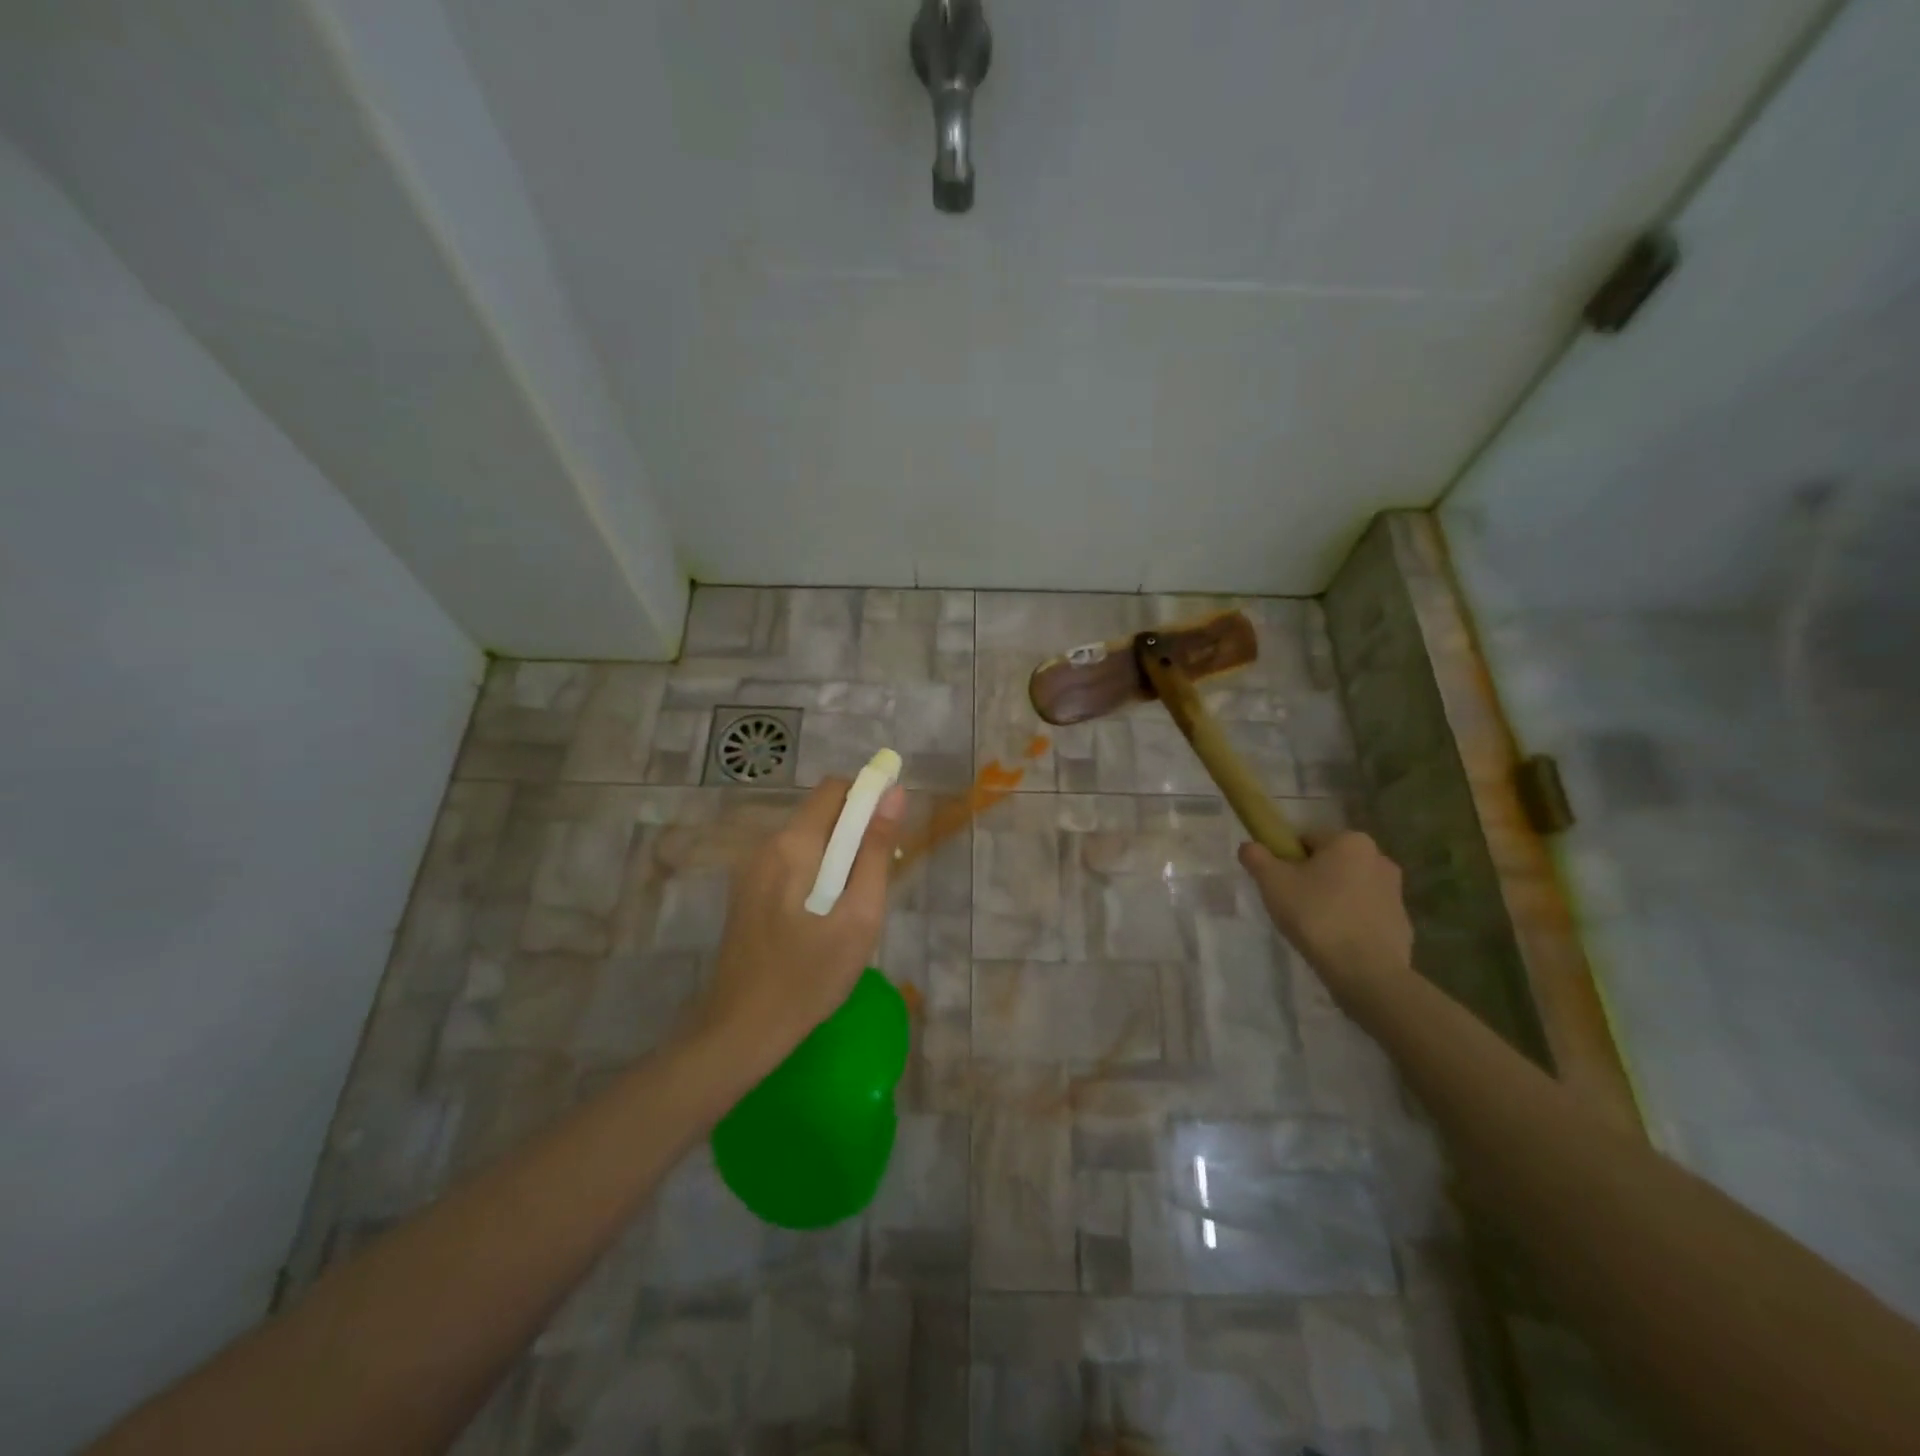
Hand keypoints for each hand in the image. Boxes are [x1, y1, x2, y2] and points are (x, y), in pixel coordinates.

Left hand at [690, 776, 906, 1067]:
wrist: (742, 1030)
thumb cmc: (810, 975)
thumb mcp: (859, 915)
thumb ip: (877, 851)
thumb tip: (894, 794)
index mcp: (793, 844)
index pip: (834, 789)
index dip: (868, 796)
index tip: (892, 830)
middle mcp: (766, 846)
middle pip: (820, 814)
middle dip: (855, 831)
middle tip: (877, 878)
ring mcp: (751, 871)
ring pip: (806, 841)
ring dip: (837, 856)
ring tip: (853, 906)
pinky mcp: (747, 894)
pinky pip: (790, 864)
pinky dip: (816, 873)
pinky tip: (824, 918)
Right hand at [1238, 831, 1412, 1002]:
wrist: (1366, 972)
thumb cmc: (1316, 916)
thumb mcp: (1272, 882)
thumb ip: (1256, 857)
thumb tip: (1249, 846)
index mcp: (1351, 841)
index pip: (1306, 840)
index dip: (1287, 860)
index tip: (1279, 884)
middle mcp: (1379, 858)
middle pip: (1330, 862)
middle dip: (1312, 879)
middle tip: (1293, 905)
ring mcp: (1395, 892)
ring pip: (1349, 887)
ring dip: (1332, 899)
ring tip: (1315, 928)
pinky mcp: (1402, 922)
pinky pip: (1365, 913)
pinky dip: (1350, 921)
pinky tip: (1337, 942)